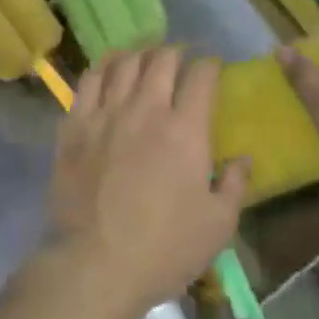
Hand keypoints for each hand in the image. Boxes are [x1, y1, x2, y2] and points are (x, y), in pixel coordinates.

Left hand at [46, 48, 250, 318]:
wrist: (94, 265)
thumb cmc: (163, 249)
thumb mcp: (217, 226)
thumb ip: (234, 185)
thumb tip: (243, 158)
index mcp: (185, 129)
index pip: (201, 76)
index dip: (210, 66)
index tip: (213, 69)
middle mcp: (146, 109)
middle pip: (162, 59)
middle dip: (176, 53)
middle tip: (180, 60)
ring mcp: (106, 113)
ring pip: (124, 62)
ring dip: (140, 54)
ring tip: (145, 58)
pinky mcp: (75, 125)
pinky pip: (89, 80)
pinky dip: (104, 67)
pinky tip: (109, 69)